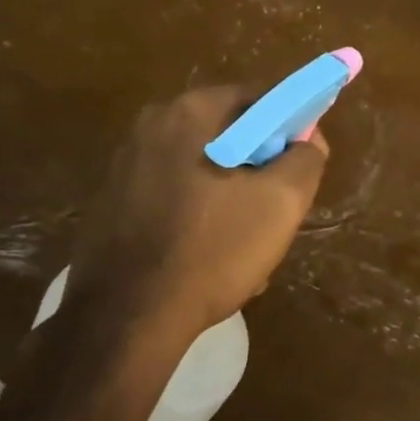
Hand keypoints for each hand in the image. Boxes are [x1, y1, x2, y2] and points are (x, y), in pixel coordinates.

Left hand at [66, 85, 327, 341]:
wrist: (125, 320)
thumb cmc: (212, 249)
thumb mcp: (282, 202)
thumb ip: (306, 157)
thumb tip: (307, 139)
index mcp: (191, 111)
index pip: (260, 100)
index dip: (289, 130)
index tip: (298, 170)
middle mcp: (152, 125)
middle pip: (230, 135)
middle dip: (258, 168)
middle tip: (274, 212)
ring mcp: (125, 164)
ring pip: (203, 169)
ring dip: (230, 197)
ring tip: (243, 245)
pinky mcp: (111, 203)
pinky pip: (174, 195)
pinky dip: (198, 216)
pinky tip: (206, 257)